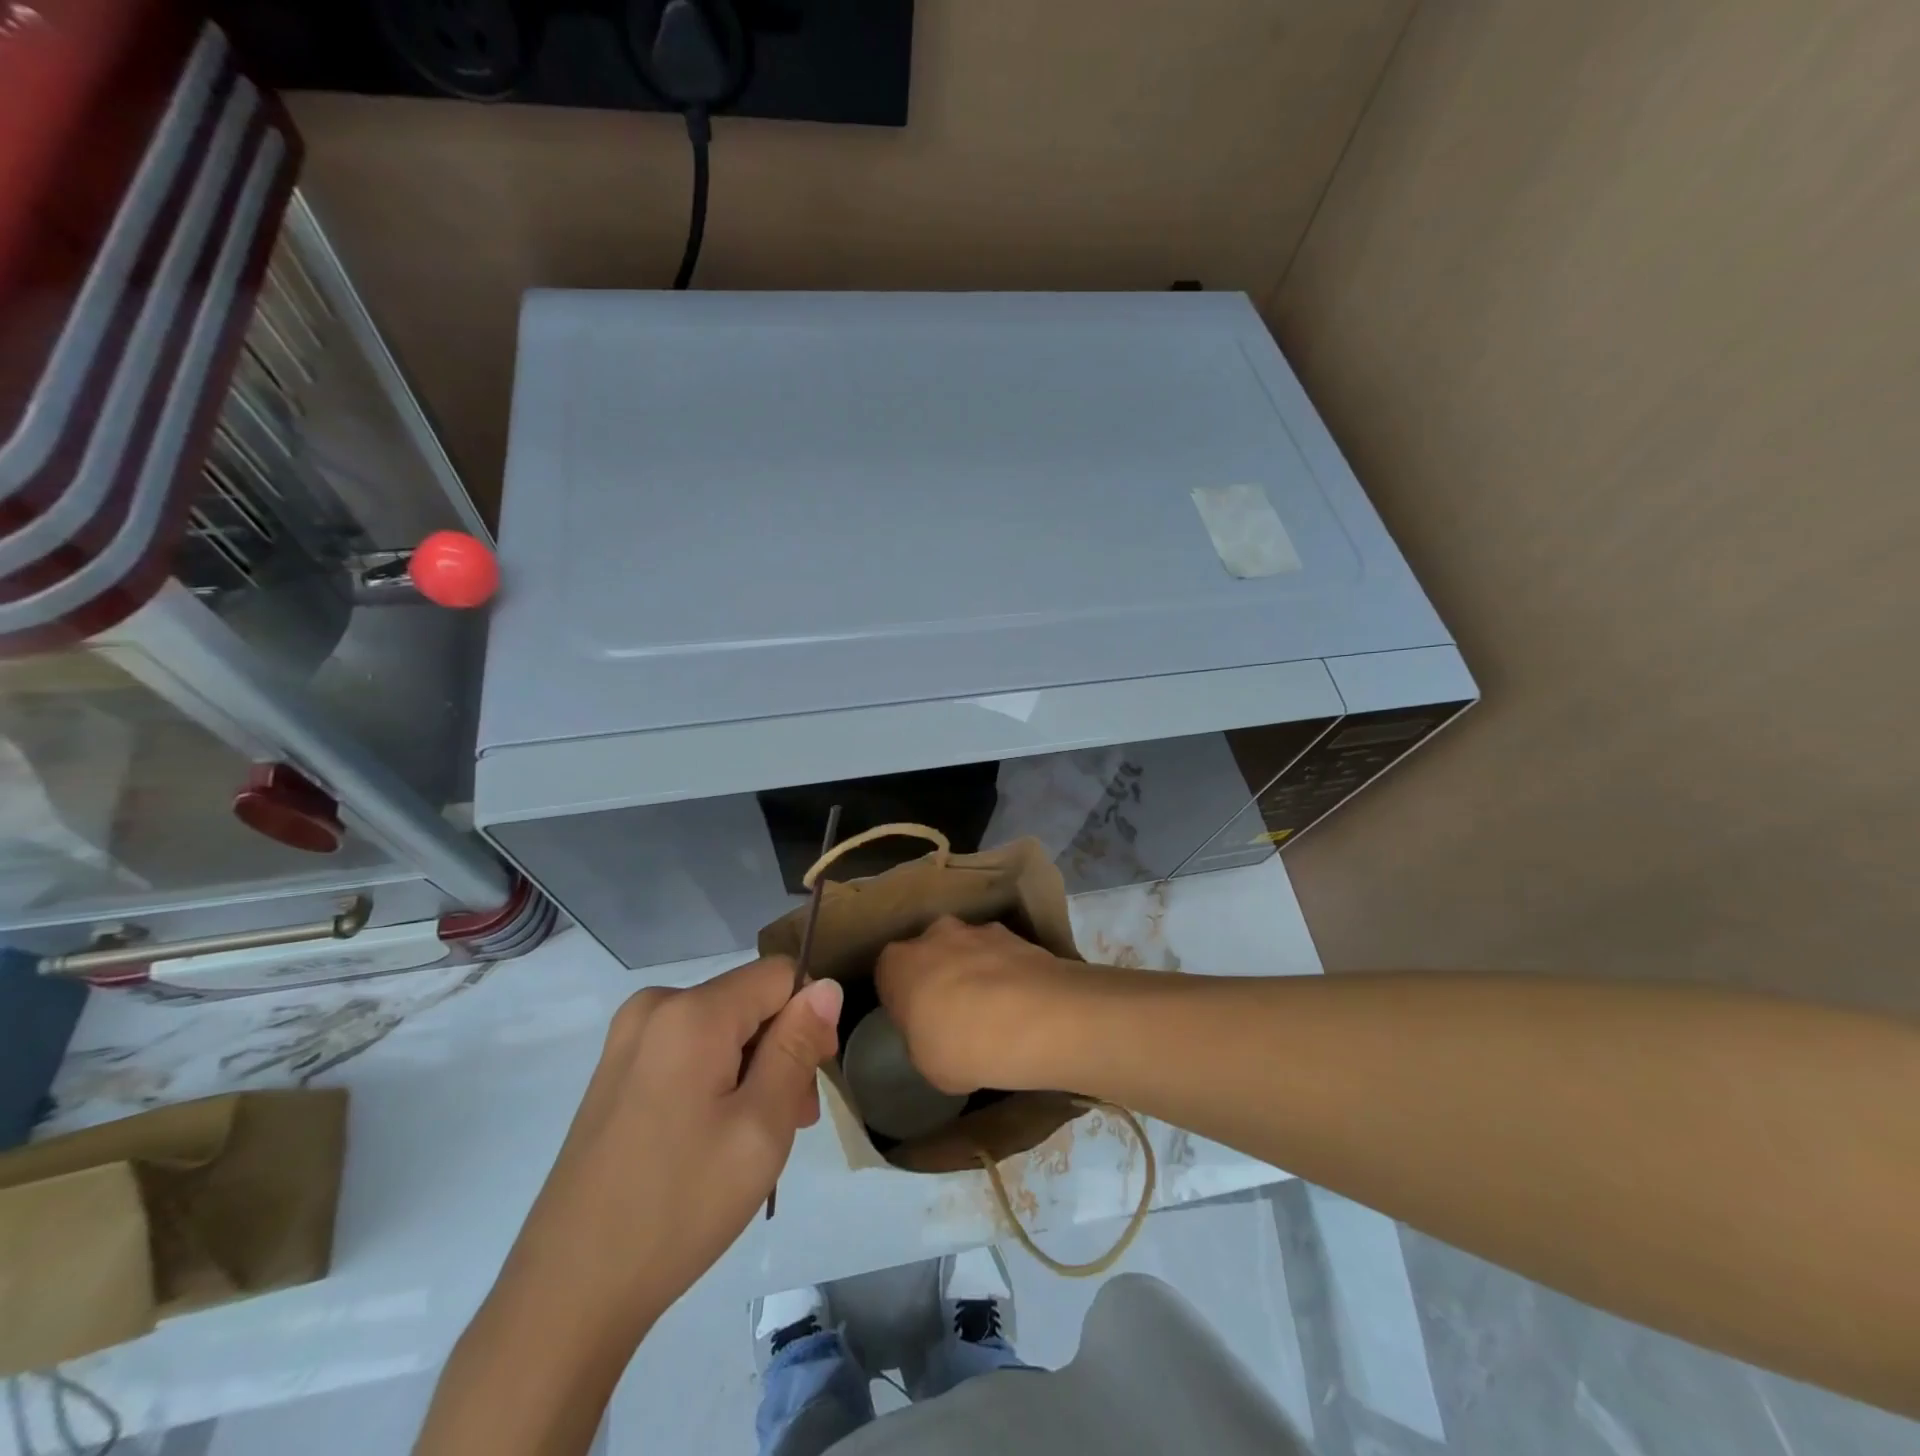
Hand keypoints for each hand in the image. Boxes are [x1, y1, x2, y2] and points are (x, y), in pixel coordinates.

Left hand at [502, 958, 843, 1337]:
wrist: (567, 1294)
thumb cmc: (679, 1206)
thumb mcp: (762, 1126)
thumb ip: (796, 1046)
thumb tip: (825, 986)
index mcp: (691, 1012)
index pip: (780, 975)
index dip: (809, 1018)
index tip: (811, 1080)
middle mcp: (654, 1007)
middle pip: (749, 1001)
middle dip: (780, 1049)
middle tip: (789, 1122)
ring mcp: (627, 1040)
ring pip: (722, 1027)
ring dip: (751, 1068)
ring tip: (753, 1139)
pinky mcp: (615, 1071)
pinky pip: (689, 1049)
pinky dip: (715, 1079)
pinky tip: (712, 1138)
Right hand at [874, 916, 1078, 1094]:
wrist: (1031, 1019)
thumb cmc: (960, 1046)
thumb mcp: (925, 1063)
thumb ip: (923, 1039)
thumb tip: (935, 1035)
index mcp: (898, 962)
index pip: (889, 973)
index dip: (903, 997)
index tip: (918, 1021)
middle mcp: (935, 934)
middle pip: (932, 952)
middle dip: (942, 975)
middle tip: (957, 1014)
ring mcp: (979, 930)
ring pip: (970, 949)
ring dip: (978, 971)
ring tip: (998, 1012)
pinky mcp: (1018, 935)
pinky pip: (1004, 956)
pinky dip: (1010, 974)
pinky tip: (1023, 1006)